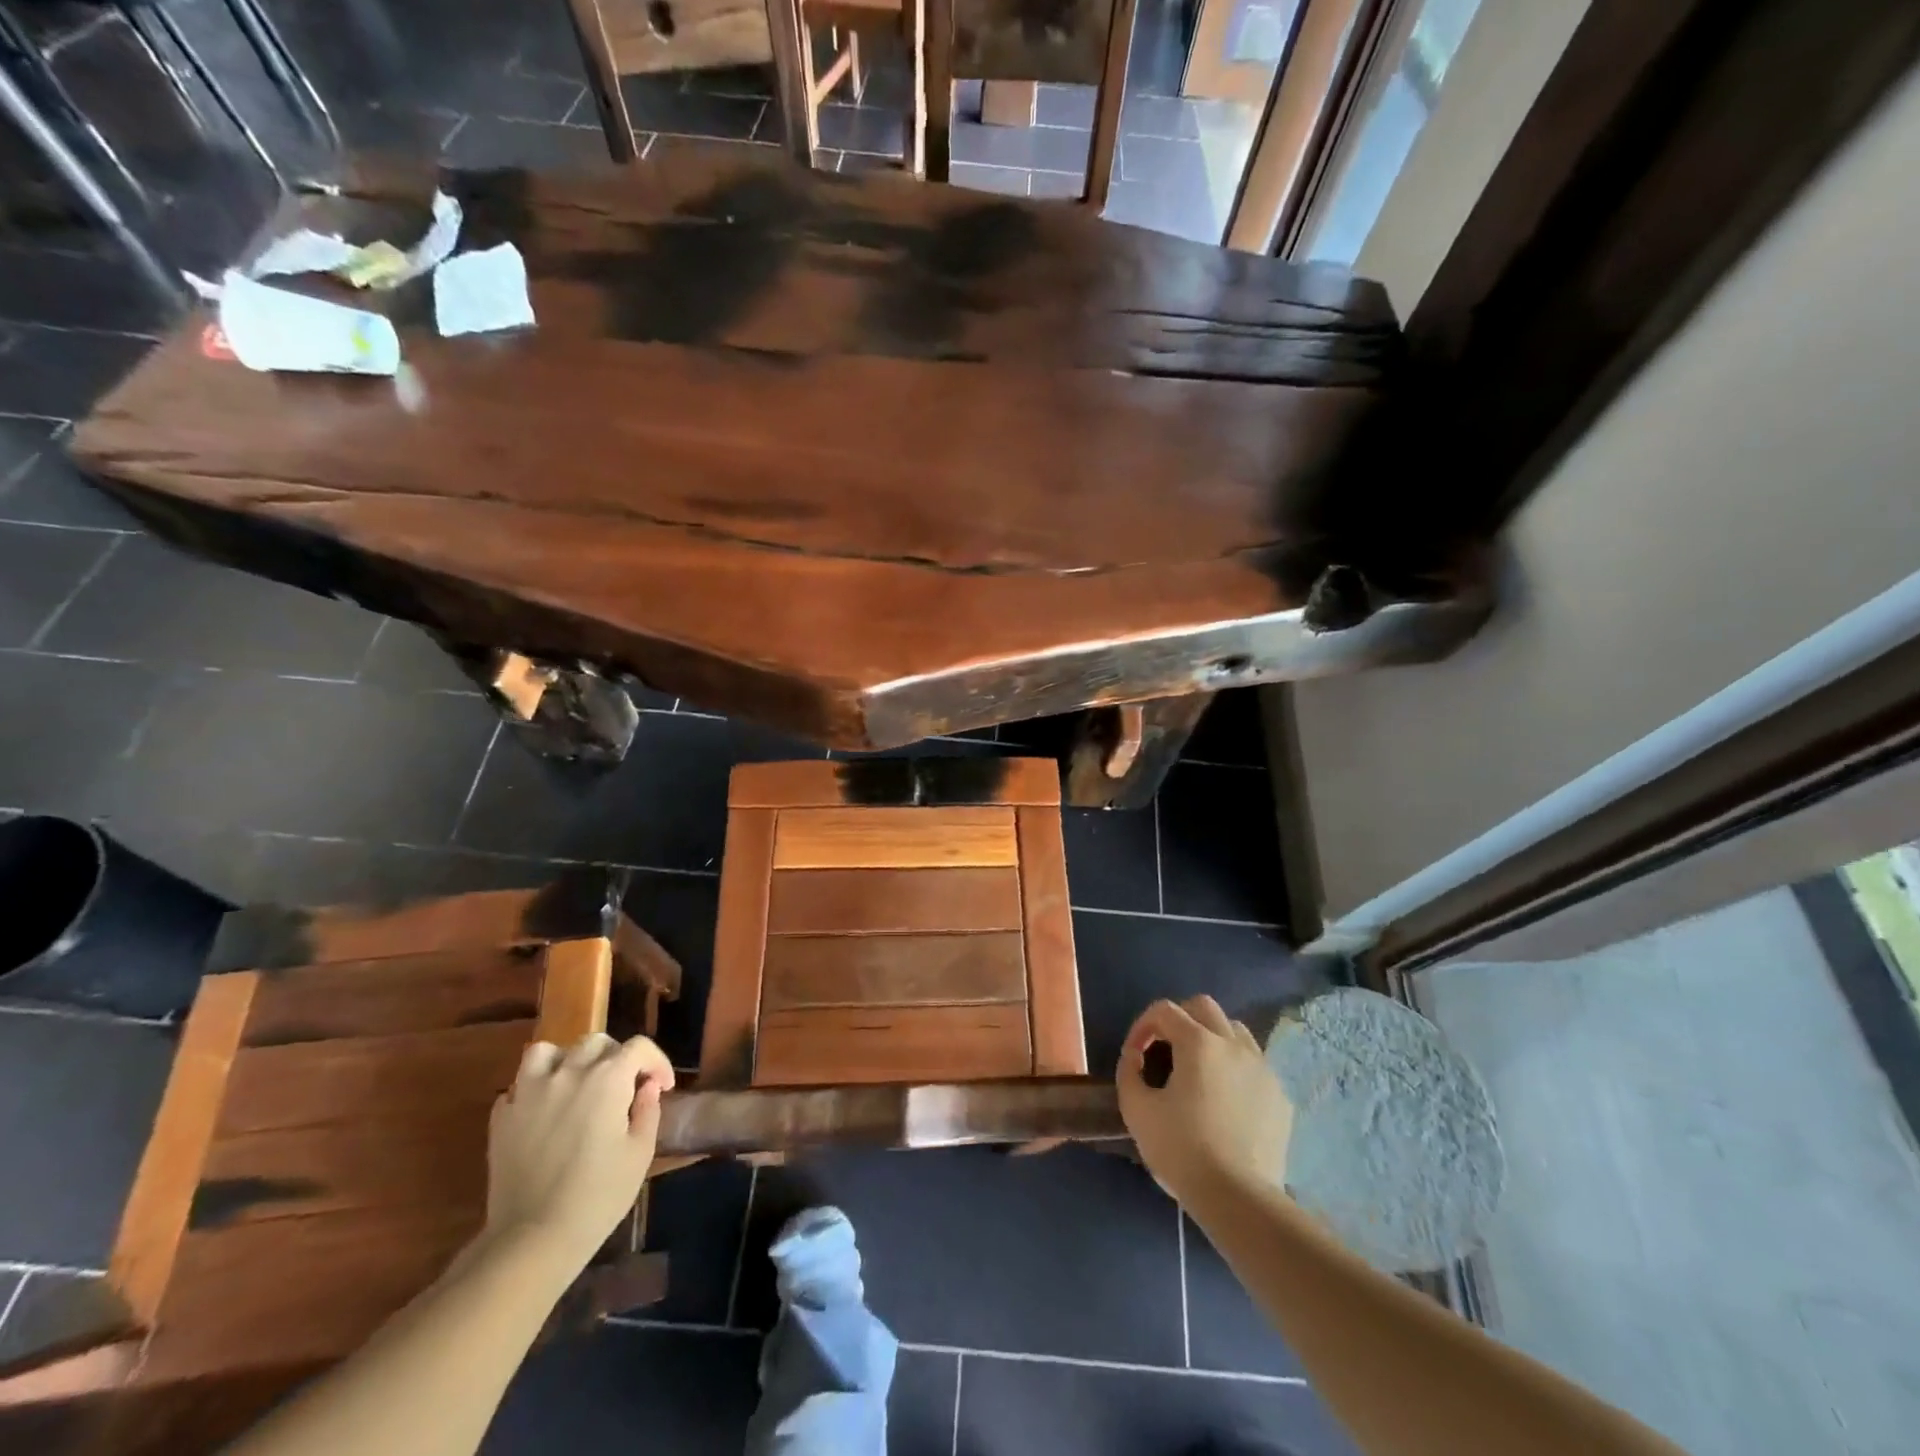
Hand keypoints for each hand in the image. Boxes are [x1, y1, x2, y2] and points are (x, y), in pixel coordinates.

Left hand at [484, 1033, 675, 1270]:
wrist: (532, 1239)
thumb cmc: (598, 1196)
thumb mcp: (639, 1153)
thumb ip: (648, 1110)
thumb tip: (648, 1086)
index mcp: (608, 1079)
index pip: (639, 1047)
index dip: (656, 1061)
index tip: (663, 1085)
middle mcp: (569, 1073)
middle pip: (595, 1042)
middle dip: (616, 1056)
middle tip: (623, 1085)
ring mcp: (529, 1092)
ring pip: (547, 1052)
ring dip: (566, 1061)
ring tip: (575, 1084)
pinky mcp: (502, 1117)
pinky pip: (519, 1086)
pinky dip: (534, 1091)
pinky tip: (544, 1113)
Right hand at [1117, 996, 1292, 1206]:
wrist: (1238, 1198)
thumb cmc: (1182, 1149)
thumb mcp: (1136, 1110)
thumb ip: (1128, 1072)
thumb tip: (1135, 1057)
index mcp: (1199, 1042)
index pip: (1164, 1011)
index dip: (1143, 1026)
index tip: (1134, 1054)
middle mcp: (1234, 1044)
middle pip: (1204, 1007)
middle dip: (1179, 1019)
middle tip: (1164, 1049)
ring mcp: (1262, 1069)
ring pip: (1235, 1031)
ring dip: (1211, 1038)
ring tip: (1198, 1070)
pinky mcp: (1280, 1097)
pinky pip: (1255, 1066)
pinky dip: (1235, 1069)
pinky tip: (1225, 1099)